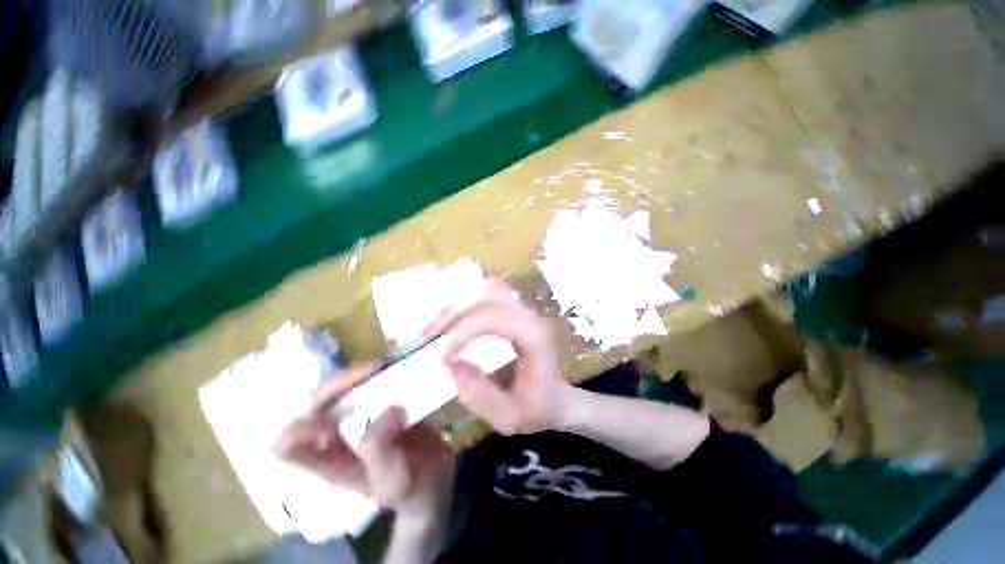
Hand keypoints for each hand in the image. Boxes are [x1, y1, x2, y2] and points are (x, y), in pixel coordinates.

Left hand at [276, 365, 455, 524]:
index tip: (332, 421)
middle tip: (368, 374)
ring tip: (380, 368)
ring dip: (355, 375)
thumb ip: (383, 448)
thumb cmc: (407, 484)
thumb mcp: (392, 477)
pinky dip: (374, 373)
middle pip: (312, 405)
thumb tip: (391, 407)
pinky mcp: (376, 403)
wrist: (432, 473)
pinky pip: (365, 382)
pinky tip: (391, 368)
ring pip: (338, 388)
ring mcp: (355, 417)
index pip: (286, 447)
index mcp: (327, 462)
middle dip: (334, 386)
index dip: (297, 430)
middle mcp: (335, 435)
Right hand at [425, 279, 571, 434]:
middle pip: (489, 295)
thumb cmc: (537, 409)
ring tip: (438, 328)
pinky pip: (488, 293)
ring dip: (459, 304)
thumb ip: (480, 395)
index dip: (463, 332)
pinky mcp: (515, 309)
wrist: (555, 397)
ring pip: (488, 288)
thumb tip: (451, 364)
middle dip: (455, 312)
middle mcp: (530, 316)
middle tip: (430, 336)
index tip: (443, 357)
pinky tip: (453, 321)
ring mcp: (524, 309)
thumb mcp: (508, 417)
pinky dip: (467, 302)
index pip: (494, 318)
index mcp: (534, 338)